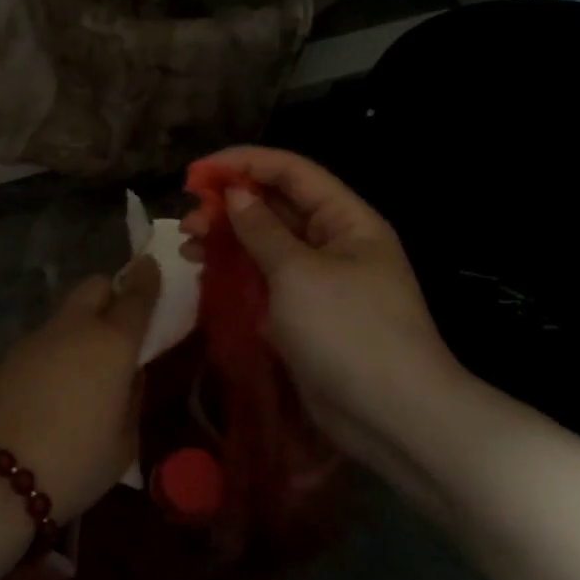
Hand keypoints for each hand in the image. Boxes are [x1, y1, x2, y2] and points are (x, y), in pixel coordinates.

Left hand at [0, 256, 161, 521]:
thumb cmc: (74, 463)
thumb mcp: (124, 444)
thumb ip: (132, 400)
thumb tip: (129, 377)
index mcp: (112, 344)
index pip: (136, 297)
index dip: (147, 280)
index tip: (152, 268)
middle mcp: (75, 329)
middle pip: (95, 286)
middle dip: (111, 293)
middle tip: (121, 324)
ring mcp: (37, 339)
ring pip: (67, 314)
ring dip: (83, 326)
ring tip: (87, 369)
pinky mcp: (9, 357)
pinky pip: (45, 340)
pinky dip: (57, 350)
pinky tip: (55, 388)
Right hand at [180, 147, 467, 479]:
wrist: (391, 416)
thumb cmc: (348, 331)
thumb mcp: (299, 273)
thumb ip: (262, 230)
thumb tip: (236, 194)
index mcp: (347, 220)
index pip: (292, 172)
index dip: (244, 163)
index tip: (198, 173)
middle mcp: (335, 243)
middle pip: (277, 207)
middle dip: (230, 207)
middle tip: (187, 222)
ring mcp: (320, 282)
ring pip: (267, 246)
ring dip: (228, 241)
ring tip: (189, 249)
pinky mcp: (305, 316)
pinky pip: (266, 283)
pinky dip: (237, 276)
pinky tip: (206, 277)